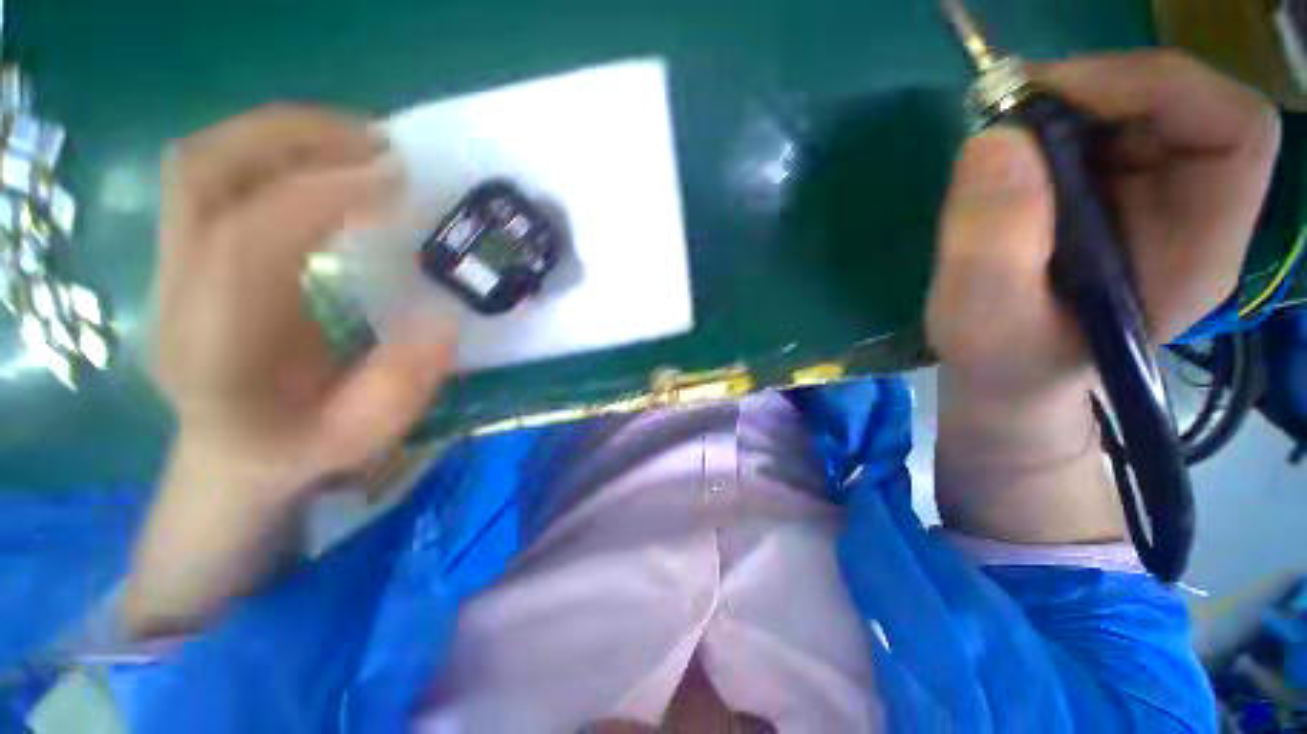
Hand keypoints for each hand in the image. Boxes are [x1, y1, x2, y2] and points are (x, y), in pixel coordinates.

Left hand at [155, 104, 454, 496]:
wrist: (232, 456)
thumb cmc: (300, 449)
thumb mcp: (364, 434)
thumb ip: (403, 382)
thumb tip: (443, 316)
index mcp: (215, 347)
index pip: (248, 237)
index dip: (322, 195)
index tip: (396, 181)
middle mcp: (176, 292)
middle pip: (202, 173)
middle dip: (292, 137)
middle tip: (378, 139)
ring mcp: (172, 264)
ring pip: (202, 162)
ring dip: (282, 134)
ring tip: (359, 139)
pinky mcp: (188, 251)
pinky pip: (217, 176)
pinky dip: (273, 152)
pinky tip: (329, 164)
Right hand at [927, 51, 1278, 401]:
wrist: (1008, 373)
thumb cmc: (1002, 363)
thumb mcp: (983, 322)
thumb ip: (991, 246)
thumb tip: (991, 141)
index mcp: (1195, 250)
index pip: (1234, 130)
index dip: (1161, 87)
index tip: (1057, 99)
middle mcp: (1191, 208)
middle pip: (1180, 103)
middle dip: (1095, 89)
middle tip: (1007, 109)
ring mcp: (1152, 197)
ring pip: (1133, 108)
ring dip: (1064, 106)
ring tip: (999, 140)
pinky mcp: (1110, 193)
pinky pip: (1096, 130)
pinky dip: (1049, 125)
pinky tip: (1007, 157)